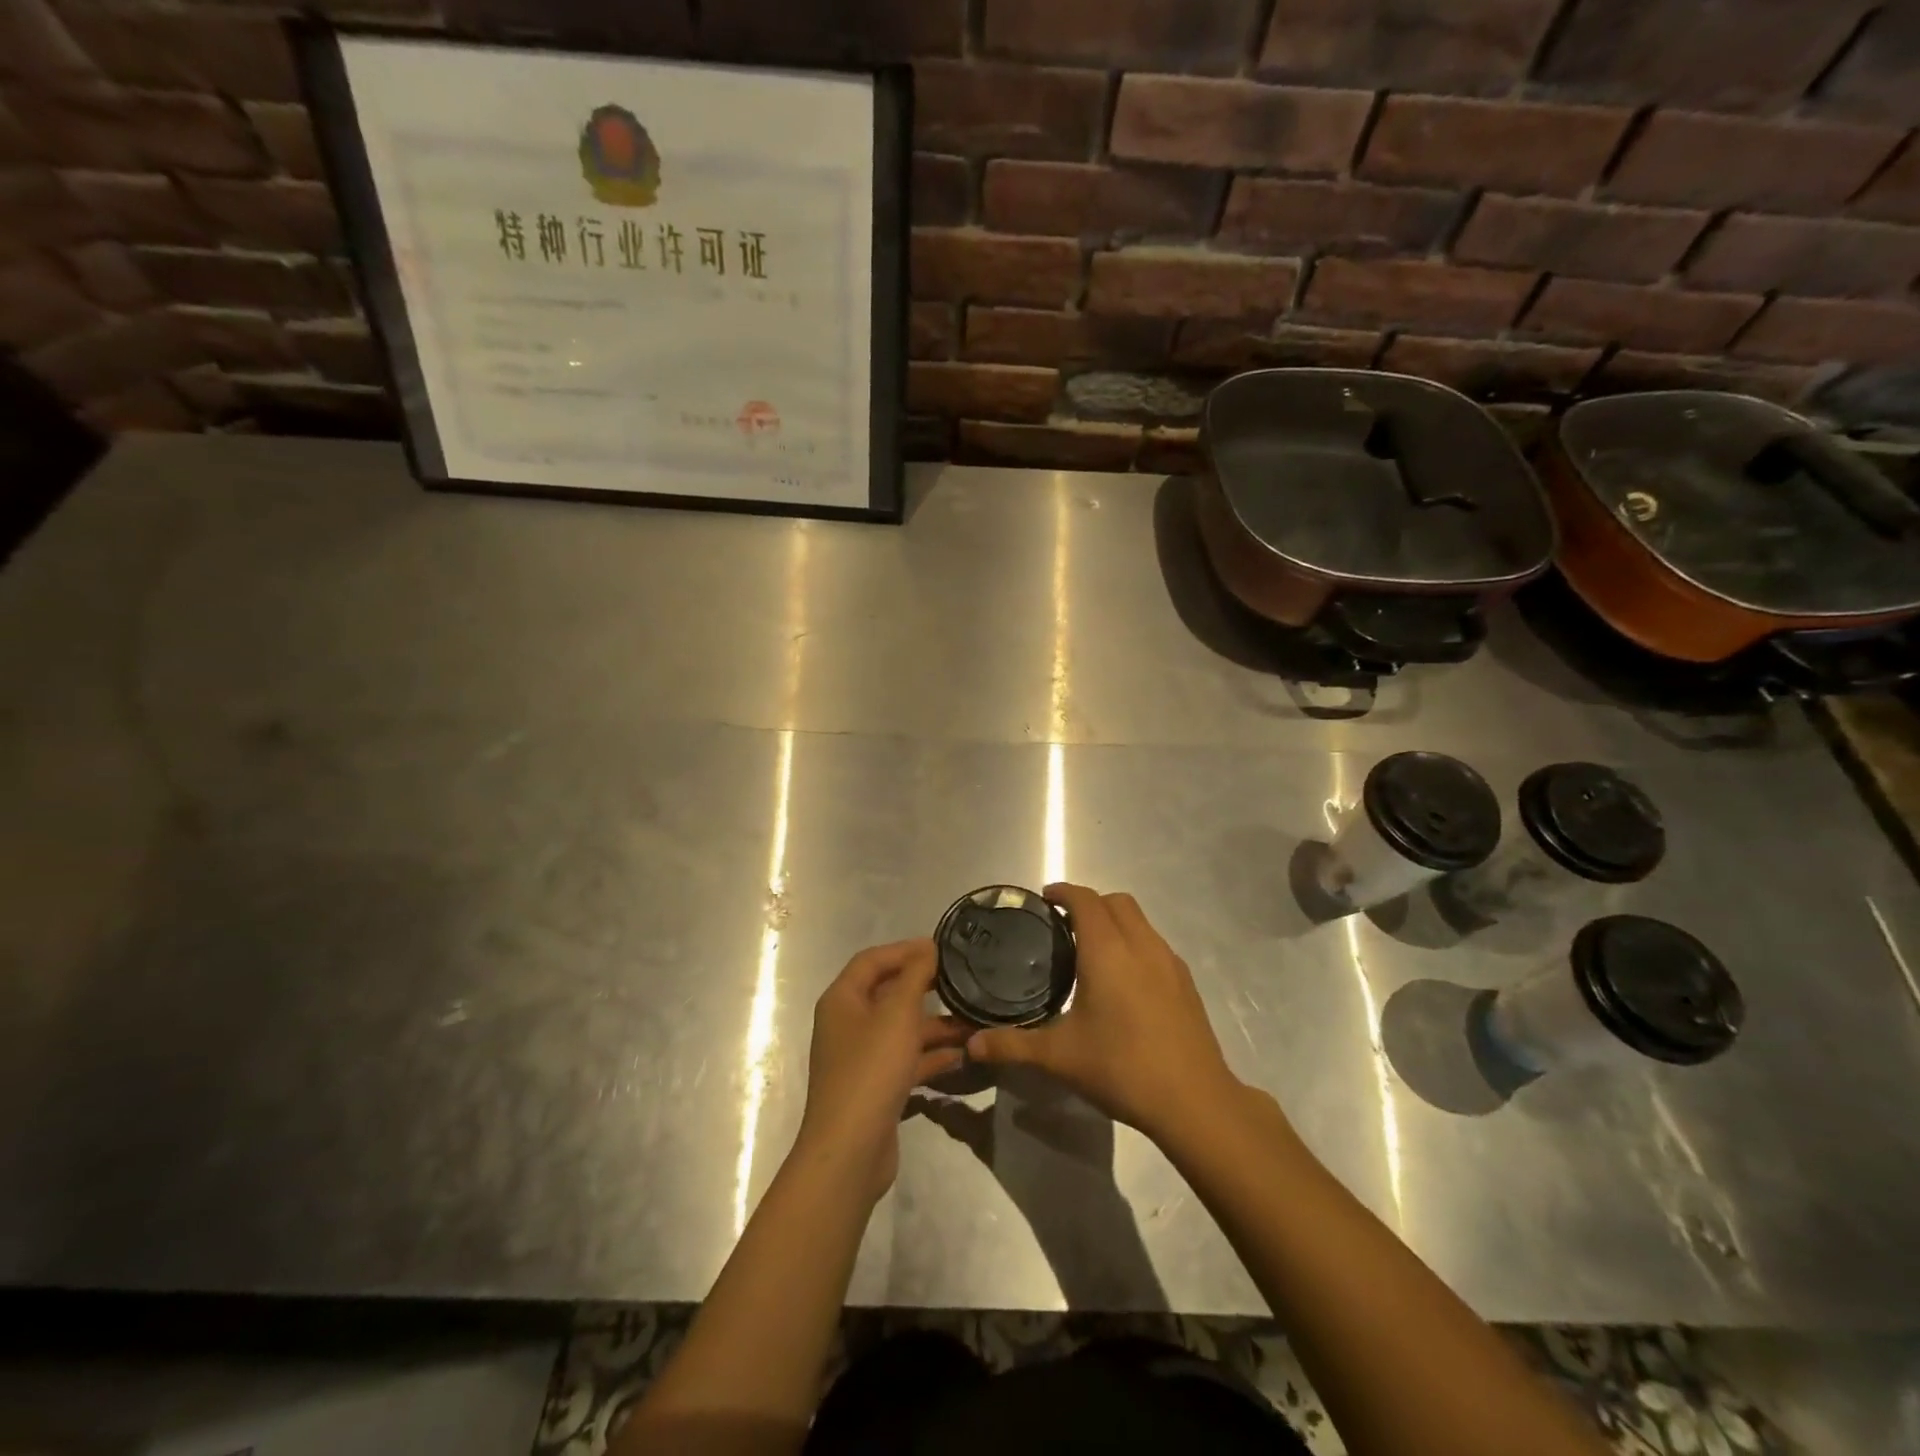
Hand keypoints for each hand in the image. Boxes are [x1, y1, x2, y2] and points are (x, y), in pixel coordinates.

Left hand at [795, 938, 969, 1202]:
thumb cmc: (871, 1070)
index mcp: (842, 1000)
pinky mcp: (875, 1088)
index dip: (905, 949)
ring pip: (901, 1030)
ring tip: (973, 1021)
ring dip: (934, 1025)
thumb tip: (927, 947)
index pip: (872, 960)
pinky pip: (905, 1060)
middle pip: (888, 993)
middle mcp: (847, 1024)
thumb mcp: (897, 1014)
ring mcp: (860, 1058)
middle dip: (924, 987)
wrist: (849, 1151)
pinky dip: (930, 1055)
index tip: (941, 948)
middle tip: (961, 980)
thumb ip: (915, 976)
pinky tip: (961, 1056)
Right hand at [965, 884, 1244, 1142]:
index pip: (1085, 900)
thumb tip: (972, 1046)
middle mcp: (1140, 945)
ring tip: (1092, 951)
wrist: (1194, 1100)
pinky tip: (1124, 981)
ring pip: (1140, 921)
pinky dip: (1135, 943)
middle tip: (1064, 926)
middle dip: (1089, 903)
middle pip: (1116, 901)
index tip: (1044, 900)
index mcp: (1107, 950)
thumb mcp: (1059, 1057)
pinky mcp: (1186, 982)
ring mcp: (1169, 962)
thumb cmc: (1121, 1067)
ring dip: (1115, 921)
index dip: (1063, 892)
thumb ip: (1013, 1045)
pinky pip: (1155, 944)